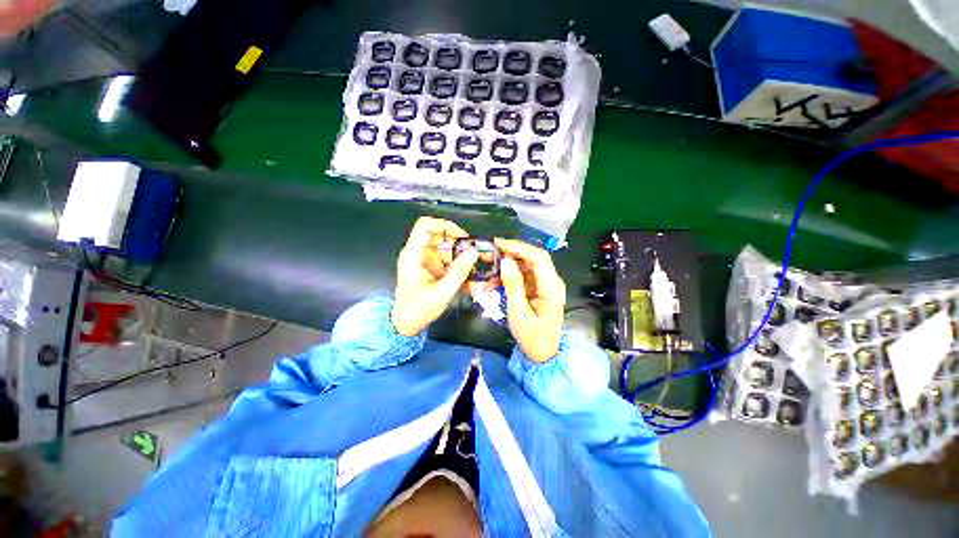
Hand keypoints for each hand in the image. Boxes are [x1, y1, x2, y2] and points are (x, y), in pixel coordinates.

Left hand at [392, 217, 478, 335]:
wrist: (405, 323)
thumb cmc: (419, 309)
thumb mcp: (442, 292)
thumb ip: (459, 271)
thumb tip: (473, 252)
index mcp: (413, 255)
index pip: (425, 225)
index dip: (444, 225)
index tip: (462, 237)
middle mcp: (416, 253)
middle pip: (437, 235)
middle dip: (456, 243)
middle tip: (471, 254)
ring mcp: (421, 260)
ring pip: (442, 246)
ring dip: (457, 255)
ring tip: (469, 267)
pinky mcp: (427, 267)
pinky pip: (442, 258)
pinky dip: (454, 263)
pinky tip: (463, 275)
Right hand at [495, 238, 565, 361]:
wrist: (543, 352)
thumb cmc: (532, 336)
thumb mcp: (519, 313)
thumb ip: (513, 286)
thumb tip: (505, 261)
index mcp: (551, 287)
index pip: (538, 258)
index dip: (519, 247)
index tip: (498, 244)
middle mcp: (551, 281)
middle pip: (532, 258)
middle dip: (510, 253)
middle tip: (490, 254)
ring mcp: (544, 284)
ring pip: (525, 265)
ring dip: (507, 265)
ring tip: (489, 271)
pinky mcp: (537, 288)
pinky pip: (522, 275)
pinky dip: (508, 276)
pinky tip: (494, 282)